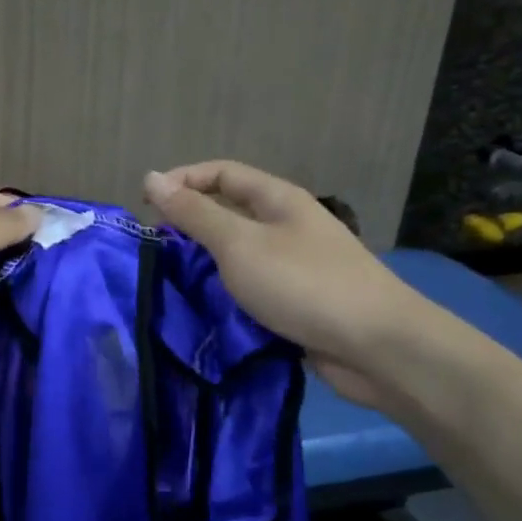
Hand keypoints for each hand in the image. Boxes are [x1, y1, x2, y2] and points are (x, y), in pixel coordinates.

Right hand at [144, 161, 420, 409]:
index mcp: (278, 199)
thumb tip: (151, 178)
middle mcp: (287, 226)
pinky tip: (203, 310)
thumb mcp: (239, 243)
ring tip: (169, 280)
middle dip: (190, 224)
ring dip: (206, 264)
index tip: (144, 205)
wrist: (377, 347)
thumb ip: (194, 213)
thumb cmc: (303, 283)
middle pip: (230, 212)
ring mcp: (295, 265)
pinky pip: (252, 289)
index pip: (221, 173)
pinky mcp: (298, 303)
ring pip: (239, 255)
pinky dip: (227, 295)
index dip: (182, 180)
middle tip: (153, 247)